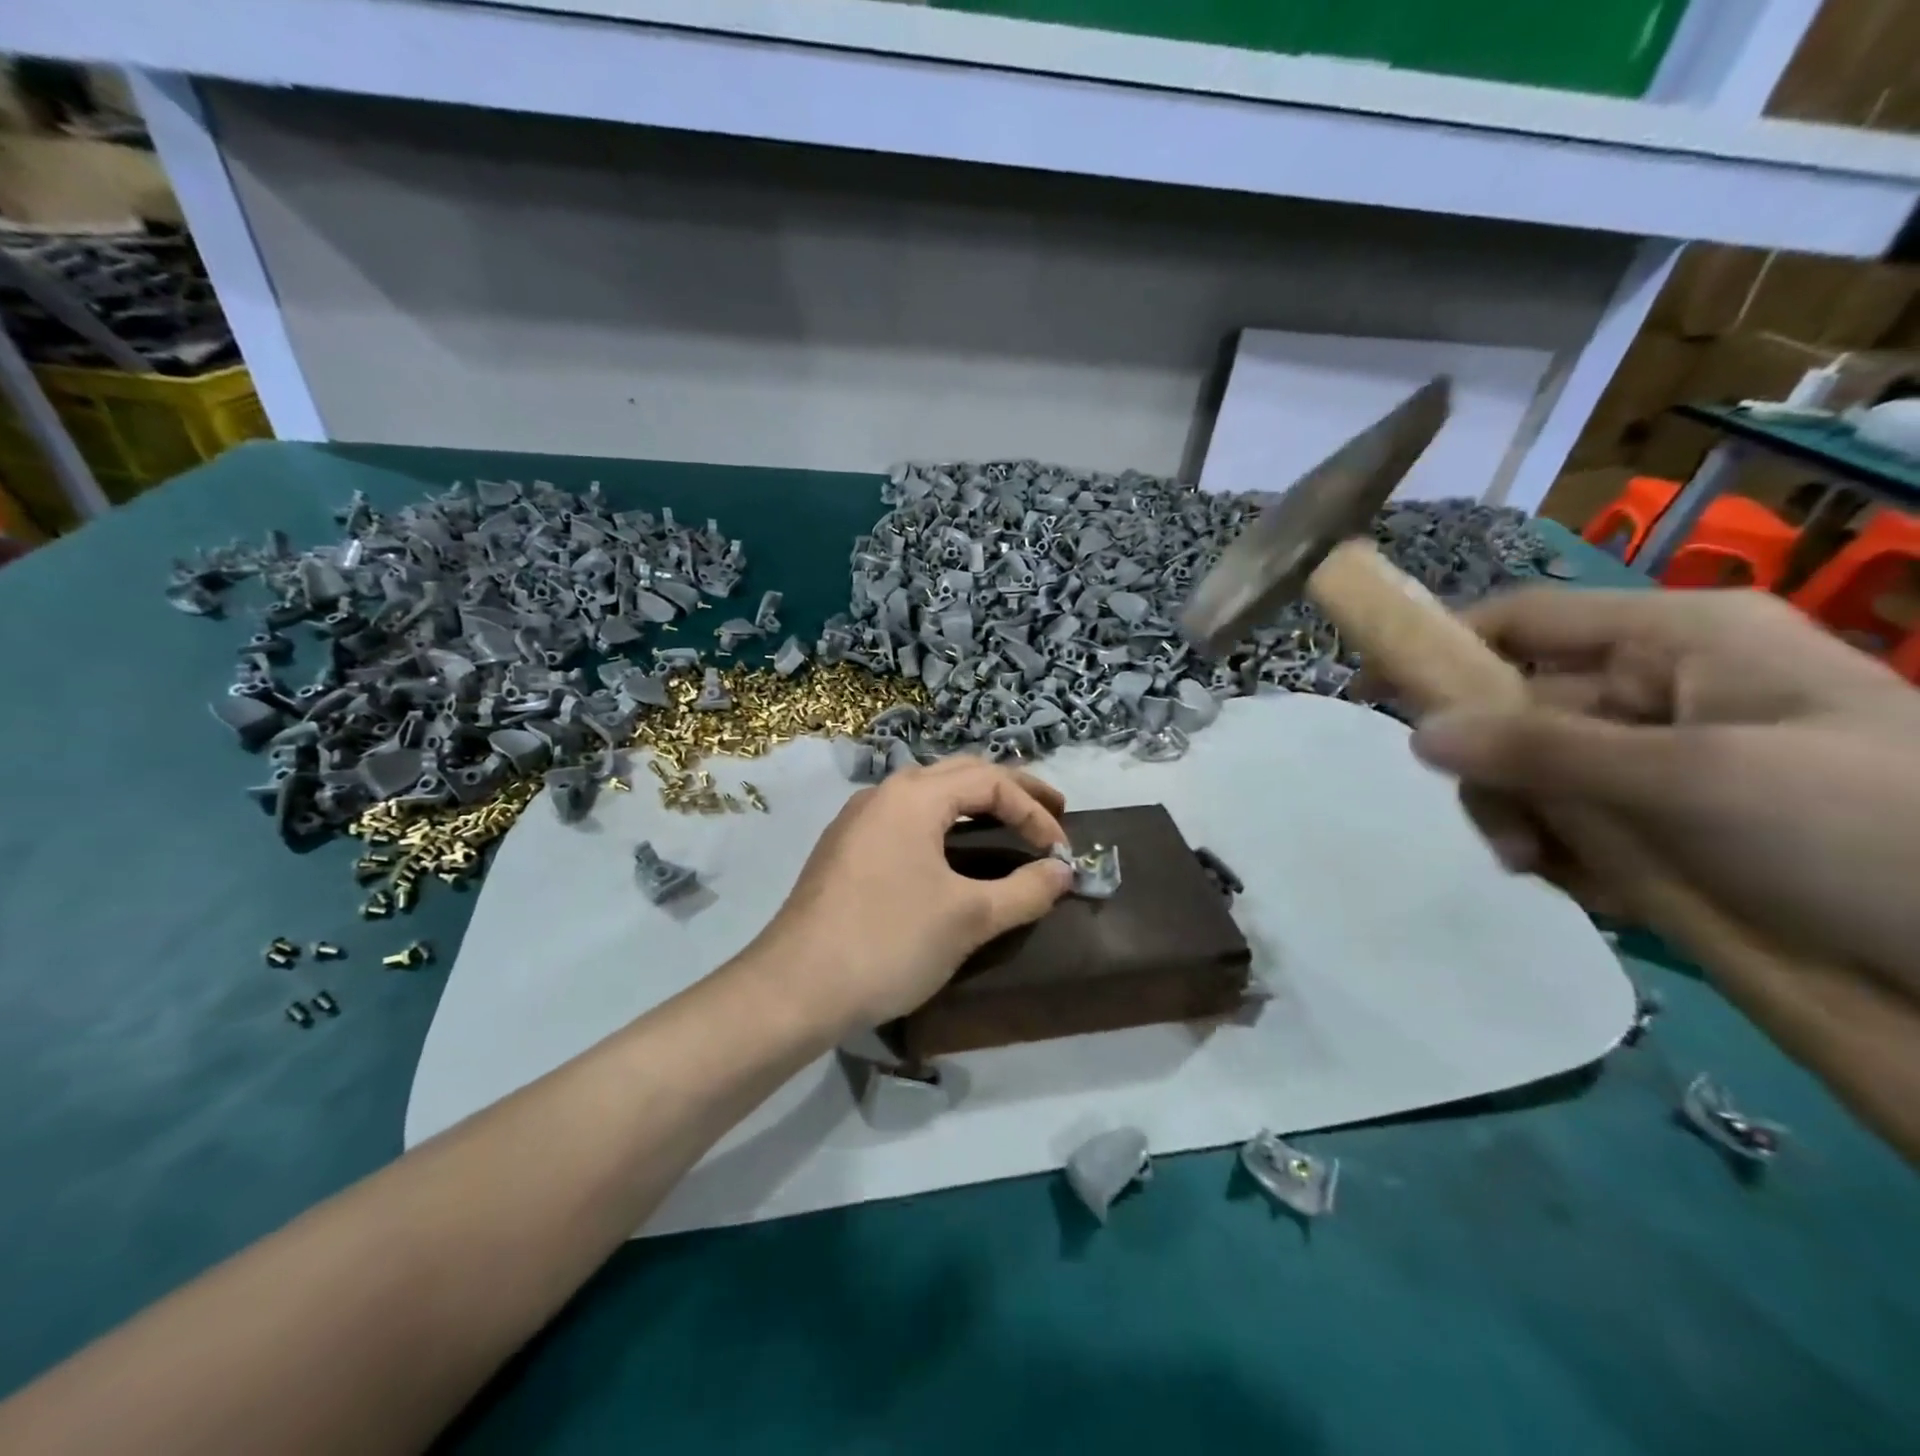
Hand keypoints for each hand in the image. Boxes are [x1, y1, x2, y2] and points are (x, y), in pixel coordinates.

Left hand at [748, 757, 1073, 1034]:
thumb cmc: (888, 943)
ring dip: (974, 803)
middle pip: (960, 774)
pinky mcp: (845, 849)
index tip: (1061, 852)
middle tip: (1051, 811)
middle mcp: (884, 794)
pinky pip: (907, 818)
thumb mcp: (969, 918)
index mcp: (914, 796)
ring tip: (1008, 824)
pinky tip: (952, 850)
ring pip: (930, 793)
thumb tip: (1063, 872)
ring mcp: (858, 820)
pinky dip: (944, 822)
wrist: (794, 988)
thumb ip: (1025, 890)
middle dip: (1010, 790)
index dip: (1034, 811)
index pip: (991, 783)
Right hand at [1407, 588, 1919, 995]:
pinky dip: (1569, 859)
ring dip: (1526, 823)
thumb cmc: (1871, 833)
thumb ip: (1542, 751)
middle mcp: (1663, 689)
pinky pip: (1579, 825)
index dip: (1439, 648)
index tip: (1367, 692)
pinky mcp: (1677, 824)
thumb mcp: (1693, 781)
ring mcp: (1668, 761)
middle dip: (1497, 772)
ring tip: (1550, 873)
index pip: (1522, 620)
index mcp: (1677, 641)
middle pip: (1520, 710)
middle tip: (1504, 839)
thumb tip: (1416, 733)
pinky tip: (1603, 894)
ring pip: (1540, 775)